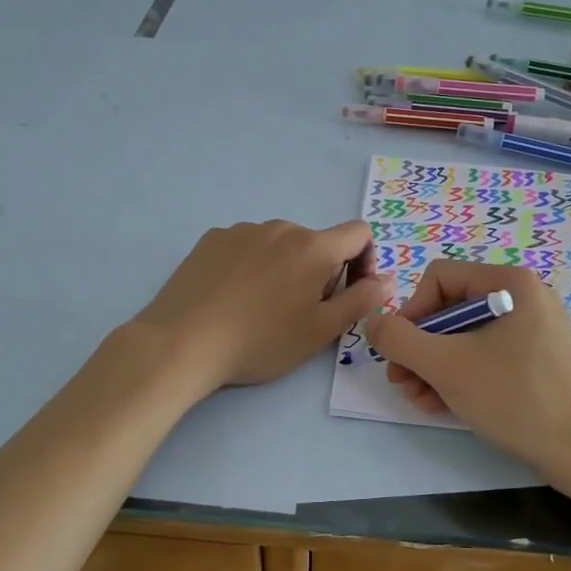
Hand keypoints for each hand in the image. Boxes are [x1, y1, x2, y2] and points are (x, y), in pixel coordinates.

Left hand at [131, 219, 395, 391]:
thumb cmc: (261, 341)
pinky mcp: (212, 239)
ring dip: (284, 268)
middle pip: (316, 243)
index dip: (364, 261)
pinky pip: (246, 247)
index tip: (348, 293)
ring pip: (280, 246)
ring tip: (260, 309)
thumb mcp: (321, 331)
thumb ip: (362, 300)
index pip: (358, 233)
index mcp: (313, 246)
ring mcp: (242, 230)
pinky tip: (232, 298)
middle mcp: (280, 227)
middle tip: (299, 313)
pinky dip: (251, 266)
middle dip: (320, 272)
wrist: (183, 342)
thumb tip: (387, 279)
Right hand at [366, 261, 570, 476]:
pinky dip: (461, 375)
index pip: (438, 278)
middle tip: (402, 383)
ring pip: (466, 336)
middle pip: (450, 309)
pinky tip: (442, 404)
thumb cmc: (514, 398)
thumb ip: (399, 339)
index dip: (410, 313)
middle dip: (420, 348)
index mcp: (509, 282)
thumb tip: (373, 322)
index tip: (400, 353)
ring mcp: (534, 329)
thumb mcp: (446, 366)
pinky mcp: (538, 359)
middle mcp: (524, 296)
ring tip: (419, 399)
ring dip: (434, 366)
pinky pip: (488, 355)